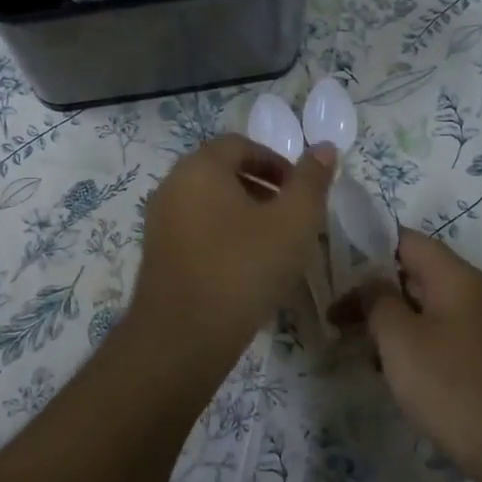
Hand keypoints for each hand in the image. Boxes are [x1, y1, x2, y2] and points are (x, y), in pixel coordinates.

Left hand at [130, 135, 335, 364]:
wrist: (183, 336)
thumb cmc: (243, 269)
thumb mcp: (293, 222)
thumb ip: (311, 181)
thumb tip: (325, 147)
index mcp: (201, 167)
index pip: (240, 145)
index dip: (275, 161)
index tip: (300, 190)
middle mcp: (173, 184)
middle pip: (221, 170)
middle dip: (260, 186)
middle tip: (290, 215)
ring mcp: (159, 219)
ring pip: (208, 201)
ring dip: (242, 211)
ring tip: (271, 243)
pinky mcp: (156, 251)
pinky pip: (194, 227)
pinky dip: (221, 233)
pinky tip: (243, 266)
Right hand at [334, 229, 481, 481]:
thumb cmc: (455, 387)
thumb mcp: (400, 339)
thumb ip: (377, 301)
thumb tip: (370, 284)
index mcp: (457, 277)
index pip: (406, 240)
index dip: (368, 249)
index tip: (335, 271)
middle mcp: (476, 295)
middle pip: (416, 275)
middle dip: (375, 292)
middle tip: (338, 316)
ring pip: (428, 311)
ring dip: (393, 324)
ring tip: (358, 348)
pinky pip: (443, 340)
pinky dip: (415, 348)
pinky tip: (394, 376)